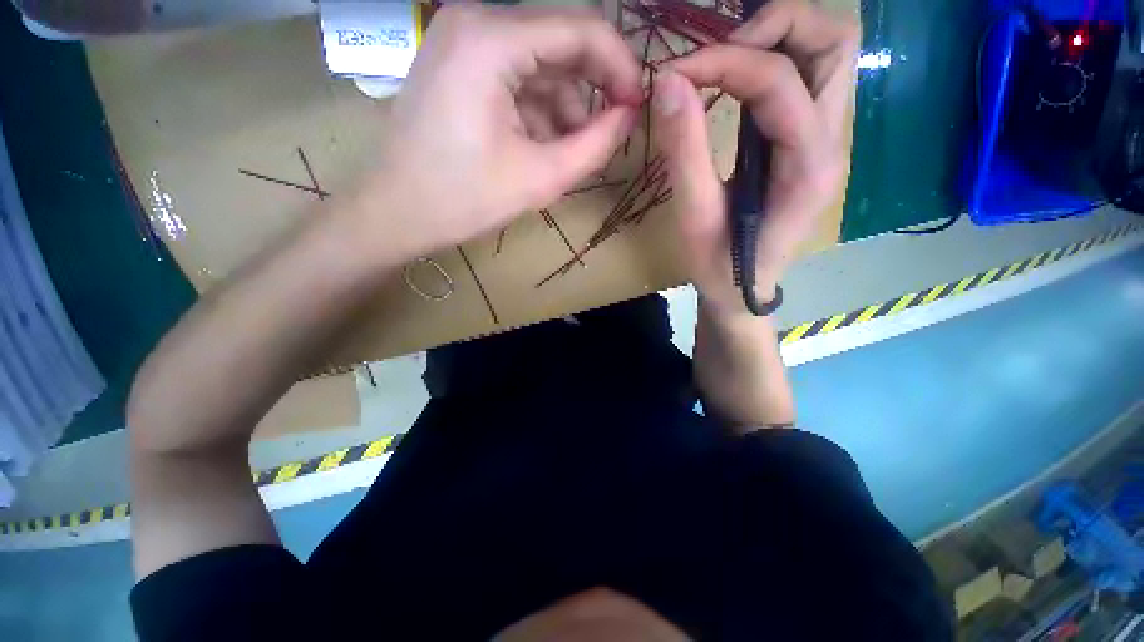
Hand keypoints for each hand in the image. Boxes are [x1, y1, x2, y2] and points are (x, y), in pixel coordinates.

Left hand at [349, 5, 642, 259]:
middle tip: (607, 133)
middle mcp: (475, 20)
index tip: (636, 108)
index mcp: (491, 39)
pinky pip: (516, 75)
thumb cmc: (464, 199)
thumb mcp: (540, 178)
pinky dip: (538, 108)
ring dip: (563, 107)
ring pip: (540, 62)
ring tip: (564, 153)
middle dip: (591, 90)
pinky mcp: (459, 62)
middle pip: (560, 41)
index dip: (620, 67)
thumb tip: (628, 116)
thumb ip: (595, 145)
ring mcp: (462, 39)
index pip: (581, 28)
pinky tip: (537, 145)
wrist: (397, 212)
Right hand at [654, 0, 858, 316]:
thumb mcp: (694, 217)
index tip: (673, 74)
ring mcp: (827, 140)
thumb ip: (685, 150)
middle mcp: (832, 142)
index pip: (778, 81)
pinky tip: (736, 80)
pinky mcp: (811, 142)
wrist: (741, 291)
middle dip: (774, 27)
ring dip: (779, 38)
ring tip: (724, 61)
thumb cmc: (718, 266)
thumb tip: (668, 82)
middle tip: (717, 54)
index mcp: (806, 167)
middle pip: (834, 42)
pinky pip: (809, 77)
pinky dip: (775, 59)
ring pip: (828, 52)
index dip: (724, 61)